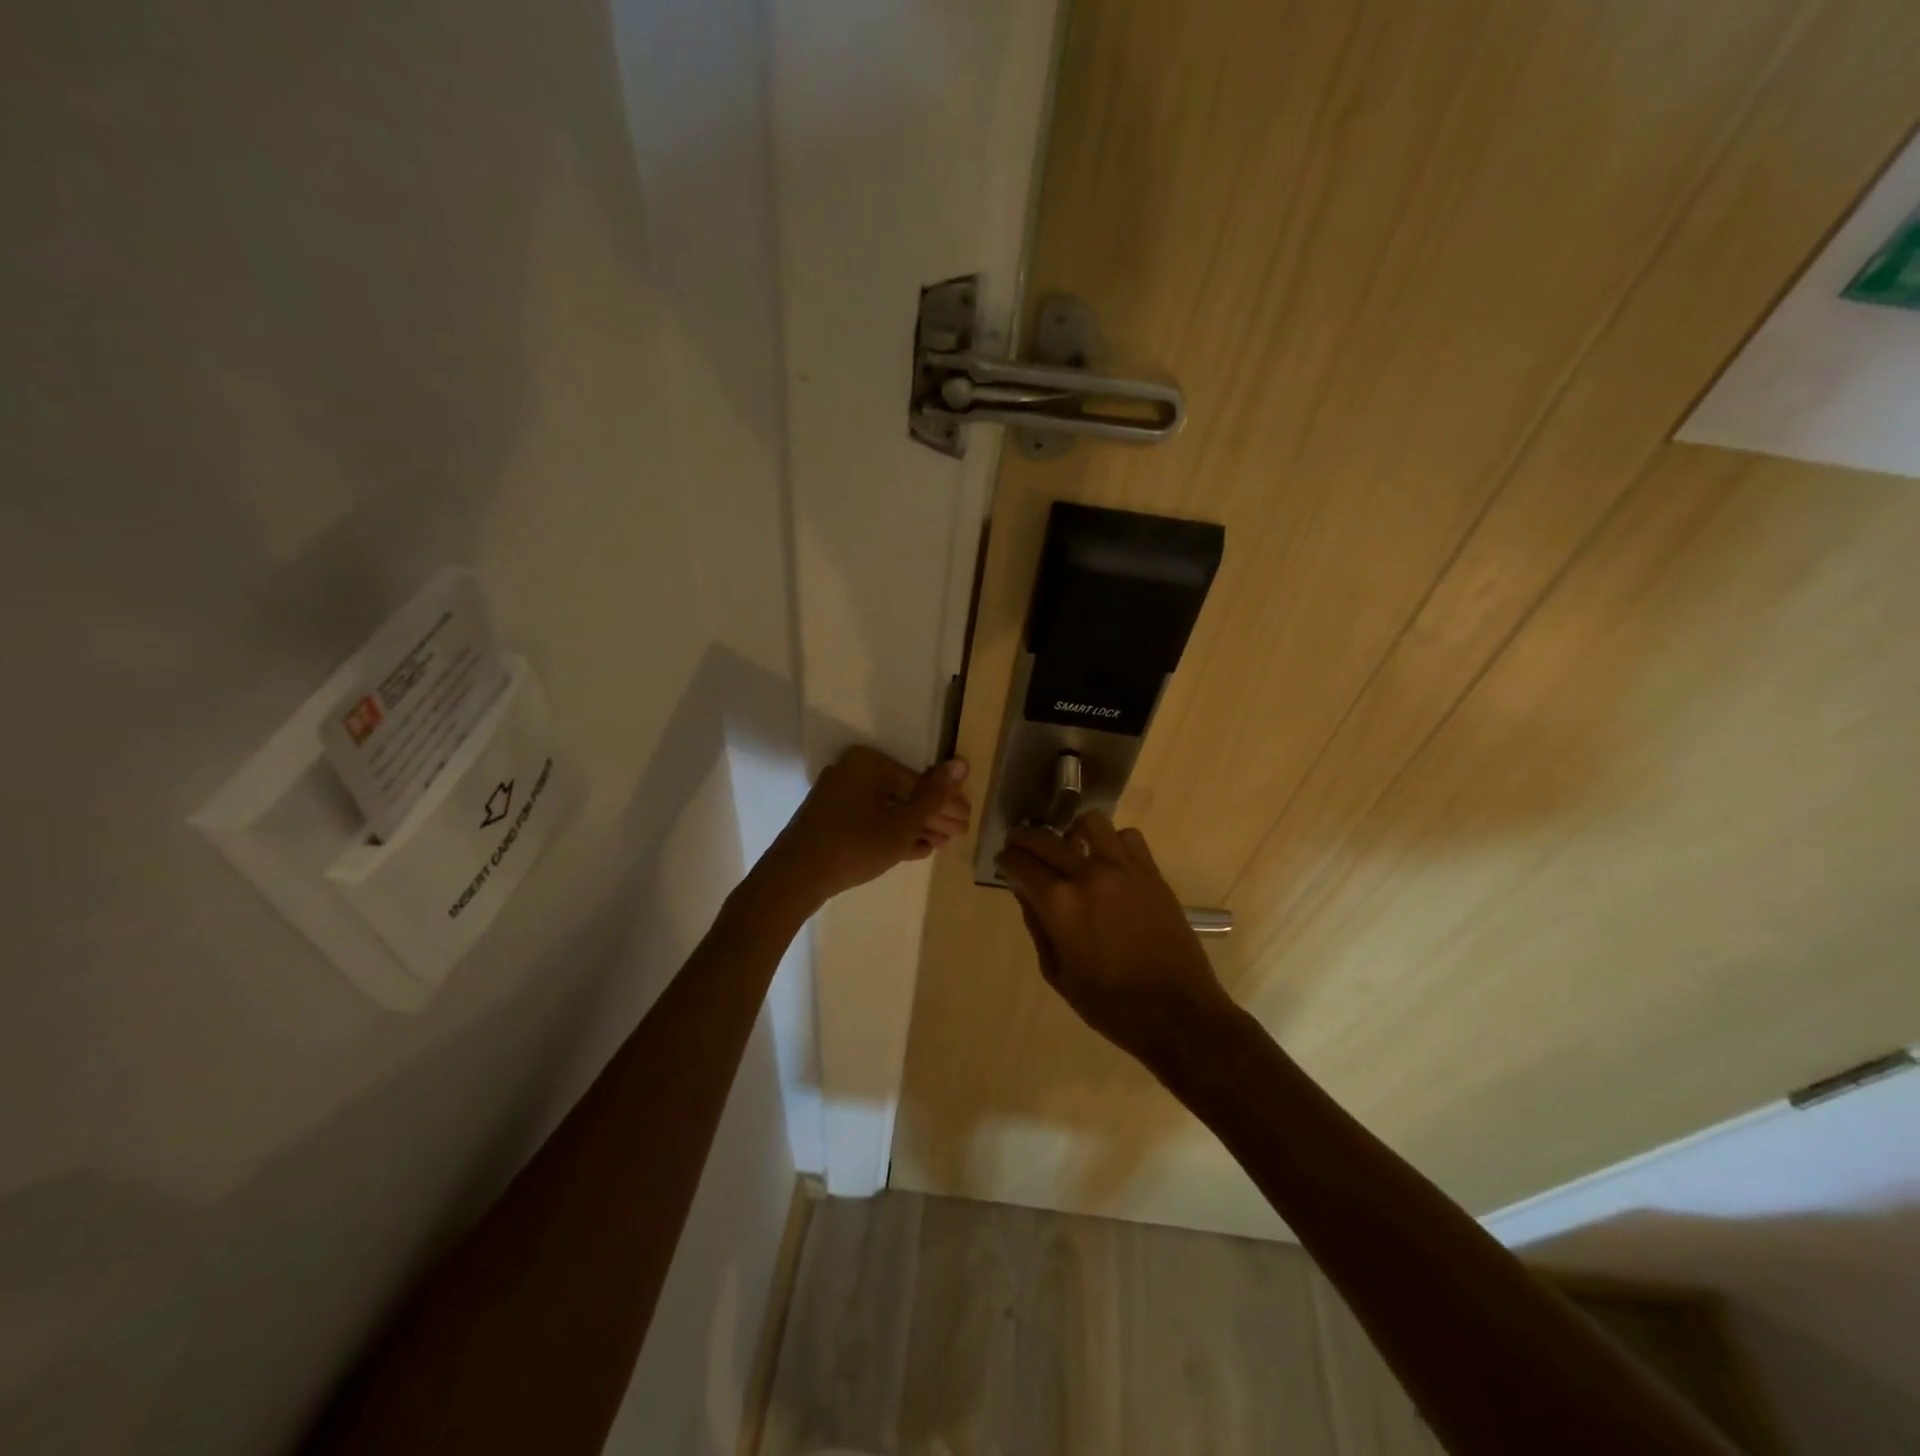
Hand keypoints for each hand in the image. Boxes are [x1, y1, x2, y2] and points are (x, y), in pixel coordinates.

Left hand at [764, 746, 970, 907]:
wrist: (794, 879)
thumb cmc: (853, 846)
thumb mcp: (901, 824)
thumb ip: (933, 796)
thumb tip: (961, 764)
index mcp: (867, 763)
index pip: (917, 781)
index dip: (945, 802)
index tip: (967, 819)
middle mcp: (851, 772)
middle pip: (902, 794)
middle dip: (932, 816)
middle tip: (960, 834)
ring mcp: (839, 797)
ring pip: (887, 810)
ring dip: (916, 827)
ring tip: (943, 844)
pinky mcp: (832, 820)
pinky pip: (870, 822)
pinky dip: (893, 834)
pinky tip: (918, 849)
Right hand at [996, 812, 1233, 1069]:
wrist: (1177, 1013)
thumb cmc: (1110, 1004)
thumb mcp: (1058, 973)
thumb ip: (1037, 926)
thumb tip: (1025, 893)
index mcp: (1060, 905)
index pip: (1021, 864)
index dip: (1006, 860)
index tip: (1003, 861)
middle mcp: (1089, 876)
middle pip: (1046, 839)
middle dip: (1025, 839)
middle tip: (1019, 846)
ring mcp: (1124, 869)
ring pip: (1091, 823)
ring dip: (1072, 832)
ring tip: (1070, 848)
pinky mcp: (1152, 873)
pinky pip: (1128, 837)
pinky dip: (1112, 842)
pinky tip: (1108, 861)